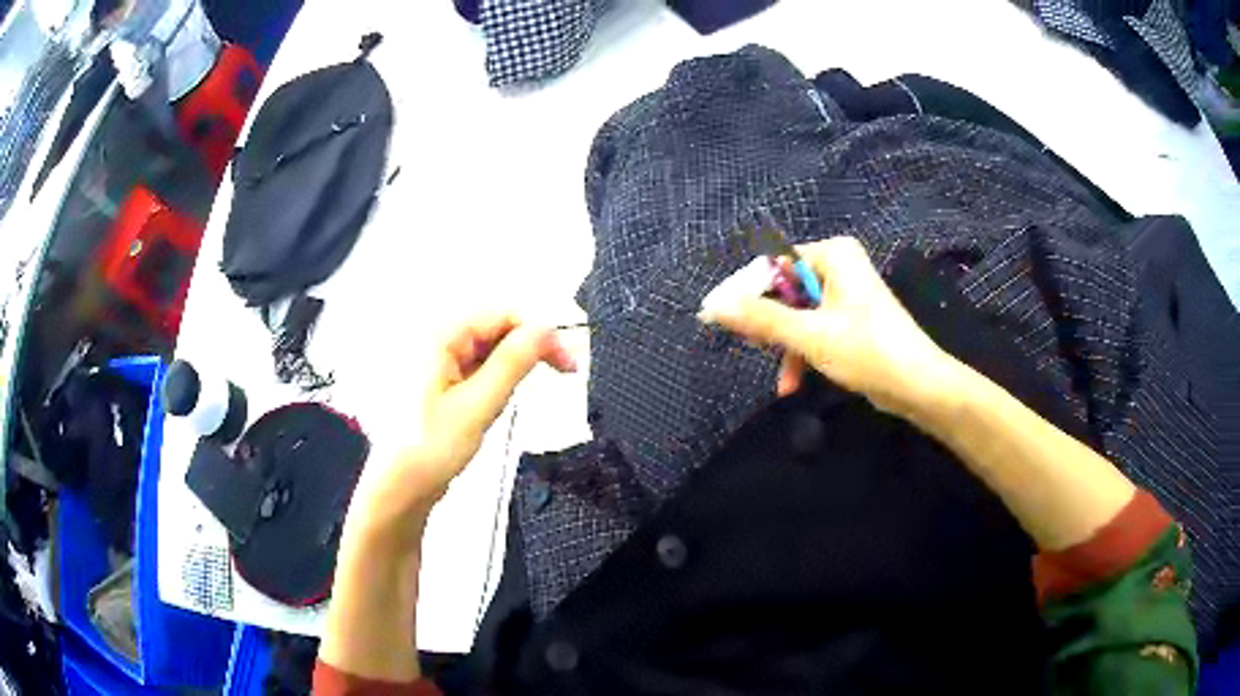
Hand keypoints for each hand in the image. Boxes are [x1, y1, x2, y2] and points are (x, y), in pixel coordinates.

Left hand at [347, 313, 576, 544]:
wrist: (398, 488)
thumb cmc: (432, 447)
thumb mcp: (478, 405)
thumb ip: (512, 362)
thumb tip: (548, 328)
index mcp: (440, 336)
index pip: (501, 314)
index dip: (539, 331)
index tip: (568, 360)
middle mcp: (437, 340)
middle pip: (495, 327)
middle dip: (530, 345)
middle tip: (566, 371)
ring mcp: (437, 361)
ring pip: (489, 347)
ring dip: (516, 362)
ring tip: (532, 387)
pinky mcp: (440, 381)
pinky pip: (477, 366)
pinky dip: (498, 376)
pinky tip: (502, 397)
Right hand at [699, 236, 957, 416]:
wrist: (918, 386)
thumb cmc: (867, 351)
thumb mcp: (809, 335)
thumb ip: (761, 319)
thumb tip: (713, 306)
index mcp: (833, 255)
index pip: (773, 264)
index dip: (743, 291)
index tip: (713, 316)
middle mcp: (839, 266)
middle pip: (784, 290)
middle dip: (769, 325)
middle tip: (750, 347)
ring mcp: (845, 294)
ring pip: (797, 314)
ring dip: (786, 347)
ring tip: (780, 379)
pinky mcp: (849, 319)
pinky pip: (813, 328)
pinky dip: (802, 353)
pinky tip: (793, 383)